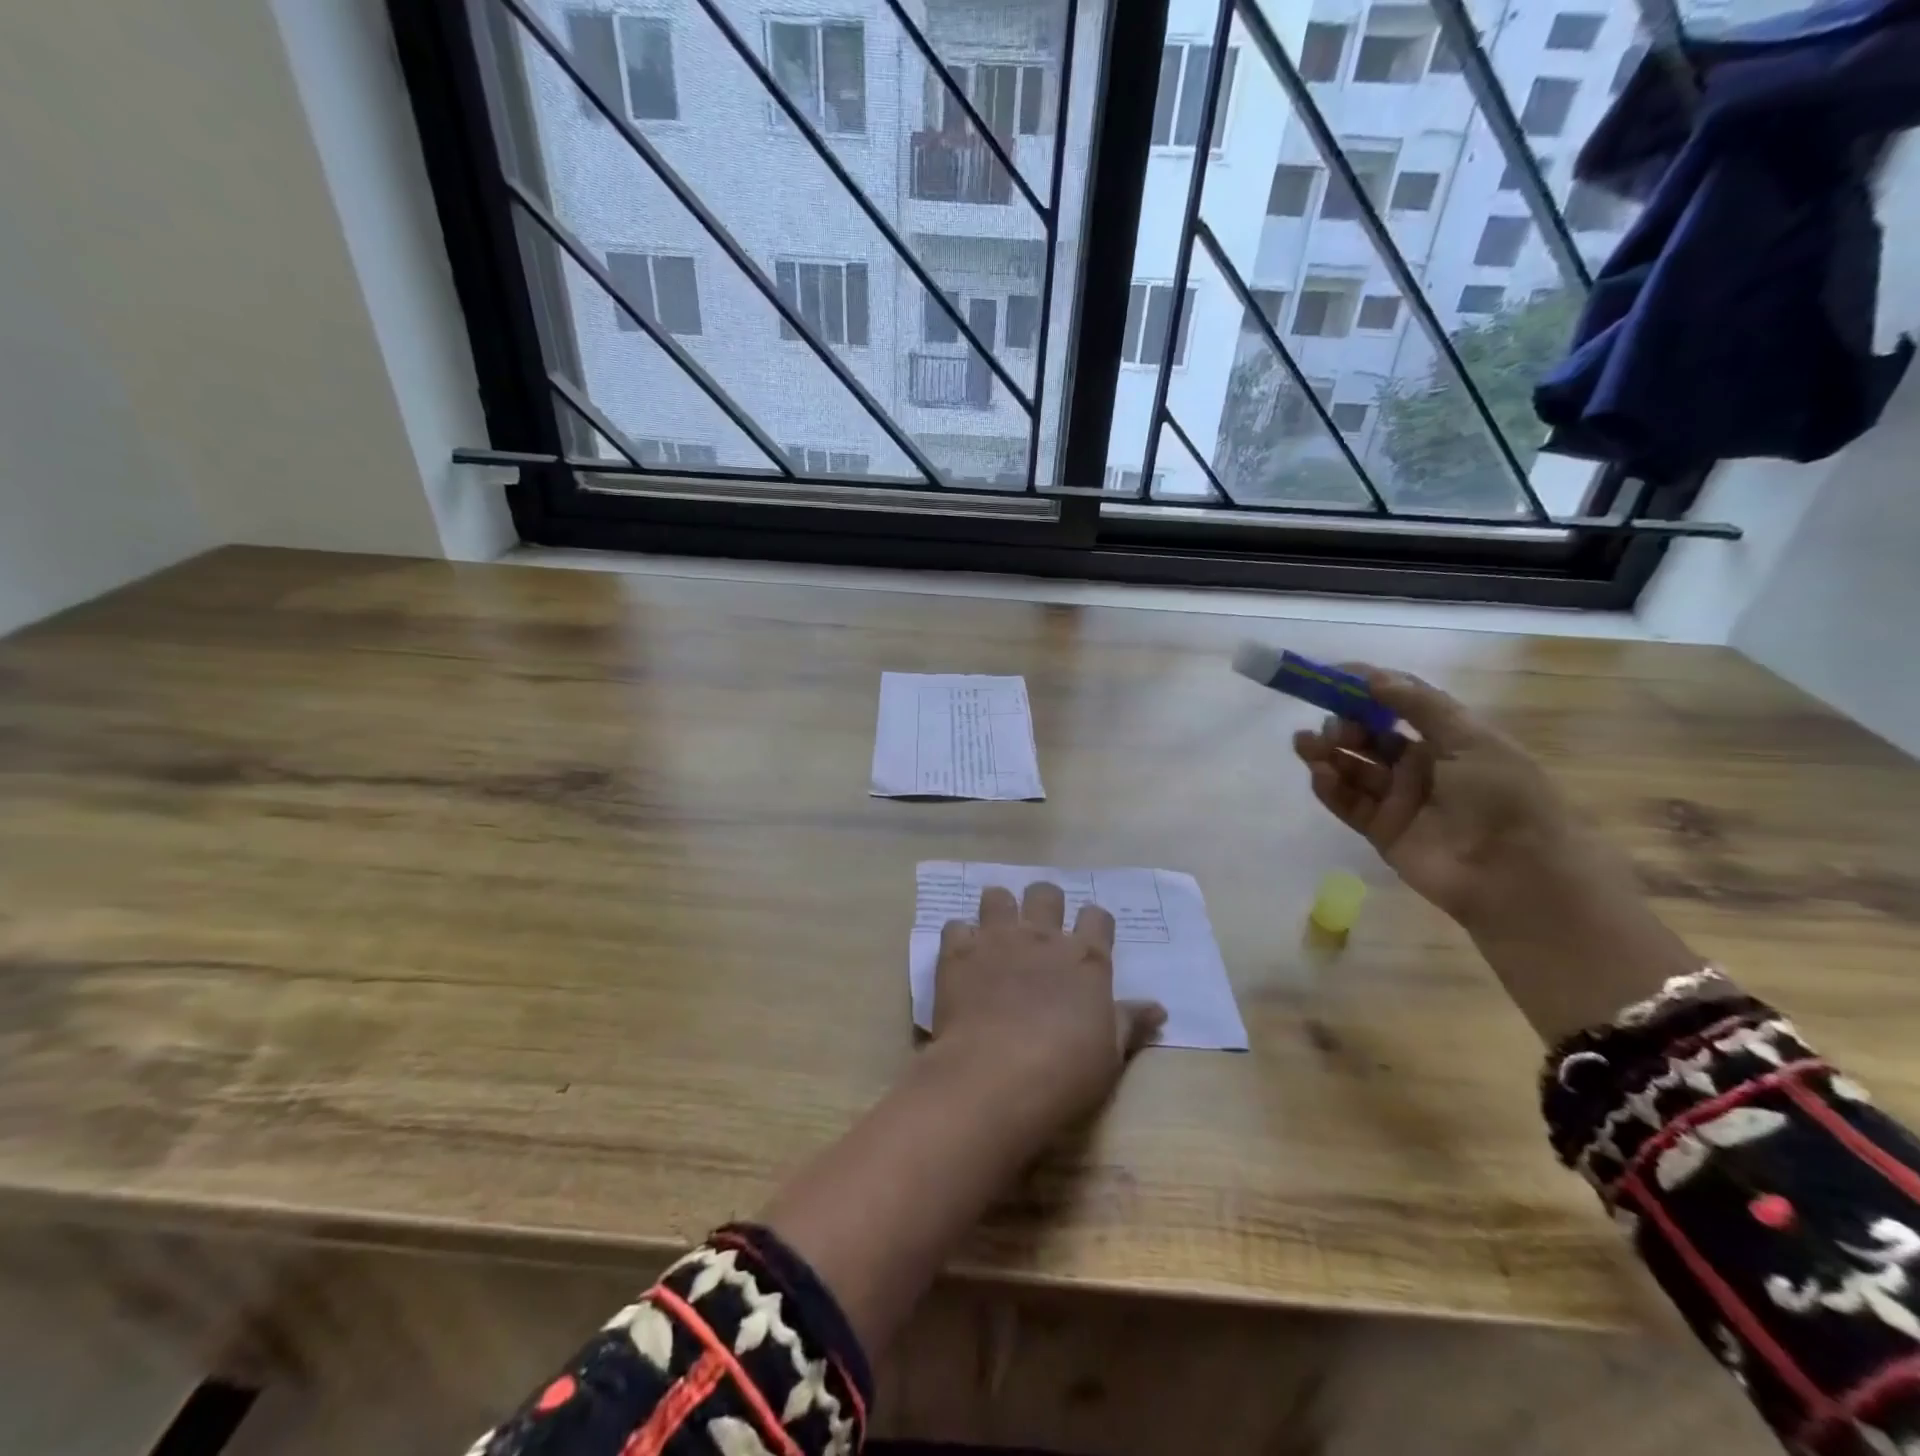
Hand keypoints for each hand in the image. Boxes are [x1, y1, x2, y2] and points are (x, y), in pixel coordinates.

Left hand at [932, 883, 1165, 1122]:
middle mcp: (1042, 937)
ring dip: (998, 909)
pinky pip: (956, 925)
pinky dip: (960, 938)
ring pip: (997, 896)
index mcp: (1085, 958)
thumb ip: (1130, 1023)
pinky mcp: (958, 952)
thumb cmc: (1065, 1071)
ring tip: (996, 933)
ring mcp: (997, 939)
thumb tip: (1159, 1008)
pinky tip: (962, 957)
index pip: (1097, 917)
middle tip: (1040, 929)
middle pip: (1046, 893)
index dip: (1094, 923)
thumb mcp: (1110, 1054)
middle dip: (1044, 903)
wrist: (996, 1076)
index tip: (1091, 937)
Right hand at [1290, 666, 1590, 930]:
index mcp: (1448, 740)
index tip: (1333, 676)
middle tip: (1330, 725)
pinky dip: (1329, 786)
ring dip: (1327, 753)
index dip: (1368, 689)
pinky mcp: (1380, 830)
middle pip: (1369, 738)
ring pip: (1352, 769)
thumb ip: (1419, 706)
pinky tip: (1318, 772)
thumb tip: (1372, 677)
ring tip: (1305, 743)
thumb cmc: (1503, 796)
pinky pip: (1348, 802)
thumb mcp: (1470, 739)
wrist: (1516, 873)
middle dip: (1344, 725)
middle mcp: (1420, 767)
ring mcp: (1398, 800)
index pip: (1400, 706)